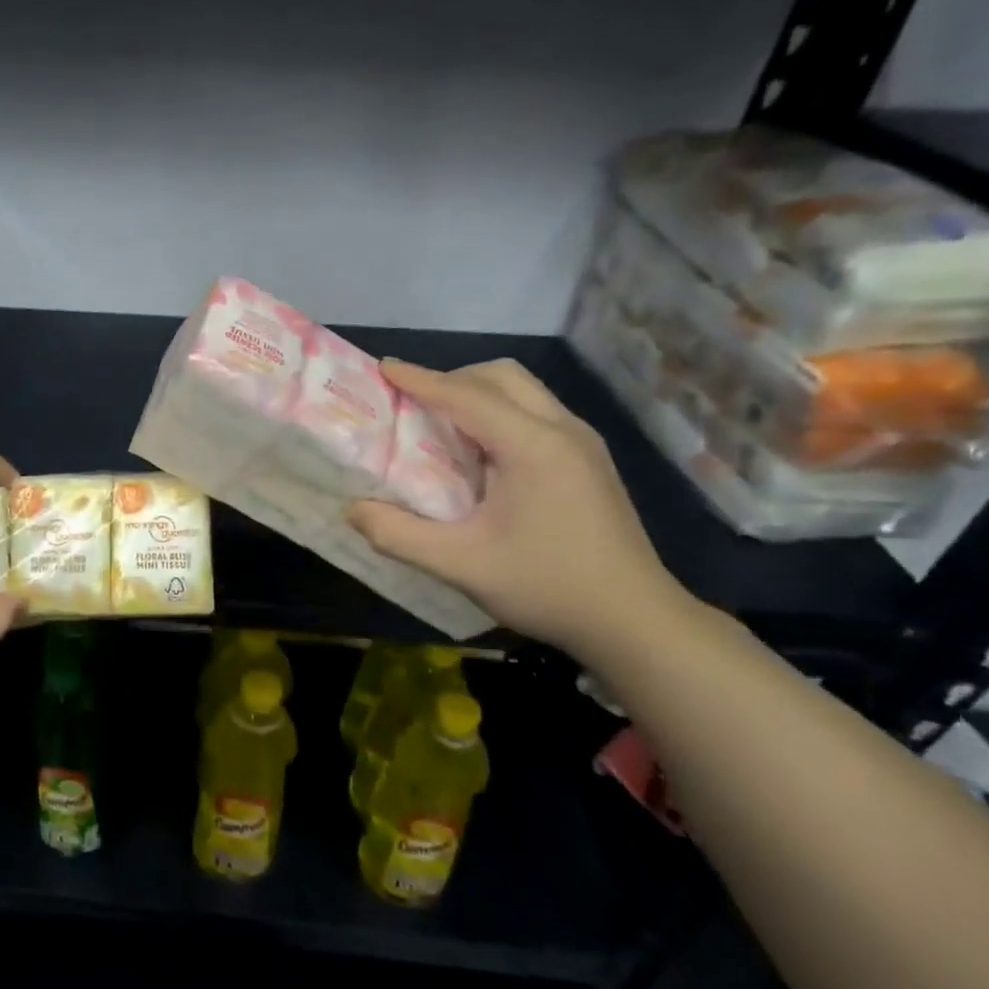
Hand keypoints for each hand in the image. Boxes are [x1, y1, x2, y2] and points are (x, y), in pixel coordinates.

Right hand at [347, 359, 693, 659]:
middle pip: (502, 376)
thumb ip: (399, 535)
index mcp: (533, 446)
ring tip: (441, 425)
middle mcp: (563, 430)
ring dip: (478, 394)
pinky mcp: (589, 461)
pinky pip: (535, 414)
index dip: (421, 380)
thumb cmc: (547, 586)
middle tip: (412, 403)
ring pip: (523, 391)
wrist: (635, 620)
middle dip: (452, 379)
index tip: (383, 368)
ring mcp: (583, 444)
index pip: (467, 396)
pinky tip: (480, 454)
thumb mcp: (460, 565)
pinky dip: (499, 414)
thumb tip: (353, 510)